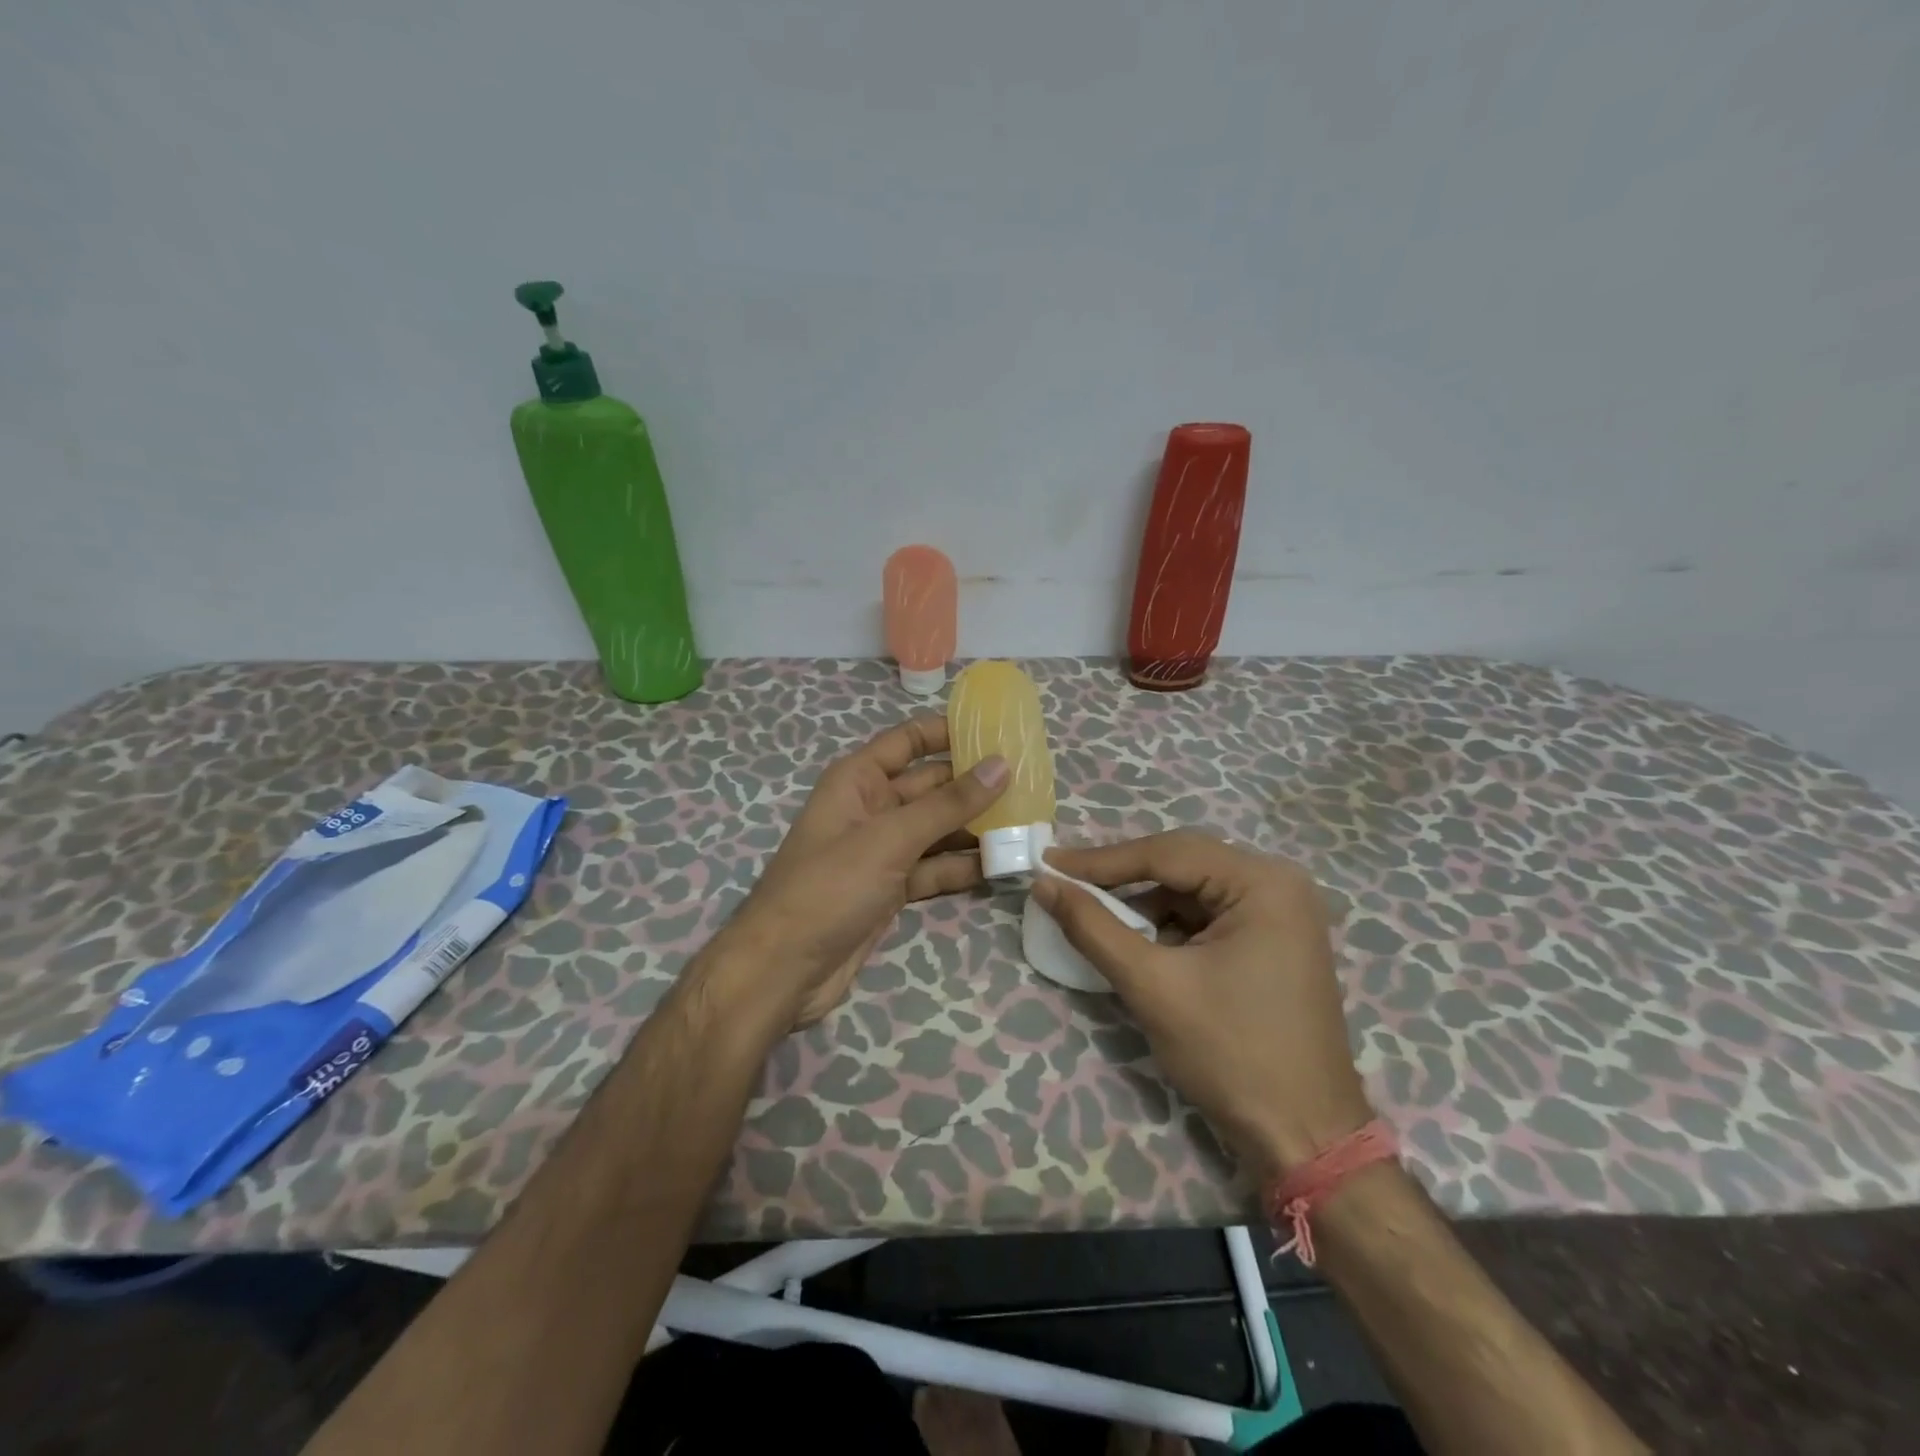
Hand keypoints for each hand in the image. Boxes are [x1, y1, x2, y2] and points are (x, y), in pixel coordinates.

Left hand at [718, 716, 1007, 1028]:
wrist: (784, 970)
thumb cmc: (830, 887)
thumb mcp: (890, 838)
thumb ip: (948, 804)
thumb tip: (1000, 765)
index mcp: (858, 780)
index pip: (908, 741)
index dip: (948, 731)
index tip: (997, 730)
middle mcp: (871, 808)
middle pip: (931, 787)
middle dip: (975, 786)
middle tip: (1032, 784)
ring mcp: (882, 851)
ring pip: (937, 830)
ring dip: (976, 830)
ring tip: (1028, 826)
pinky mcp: (891, 889)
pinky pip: (934, 868)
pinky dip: (962, 868)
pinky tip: (1001, 867)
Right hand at [1031, 831, 1370, 1178]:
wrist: (1303, 1138)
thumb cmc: (1230, 1053)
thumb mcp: (1152, 985)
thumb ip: (1093, 927)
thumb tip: (1044, 883)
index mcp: (1263, 883)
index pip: (1167, 854)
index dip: (1101, 860)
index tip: (1049, 862)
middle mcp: (1279, 884)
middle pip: (1182, 865)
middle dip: (1122, 879)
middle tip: (1065, 882)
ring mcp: (1281, 914)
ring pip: (1192, 891)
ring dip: (1144, 905)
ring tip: (1096, 917)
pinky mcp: (1274, 942)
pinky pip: (1208, 916)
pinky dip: (1169, 926)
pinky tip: (1140, 945)